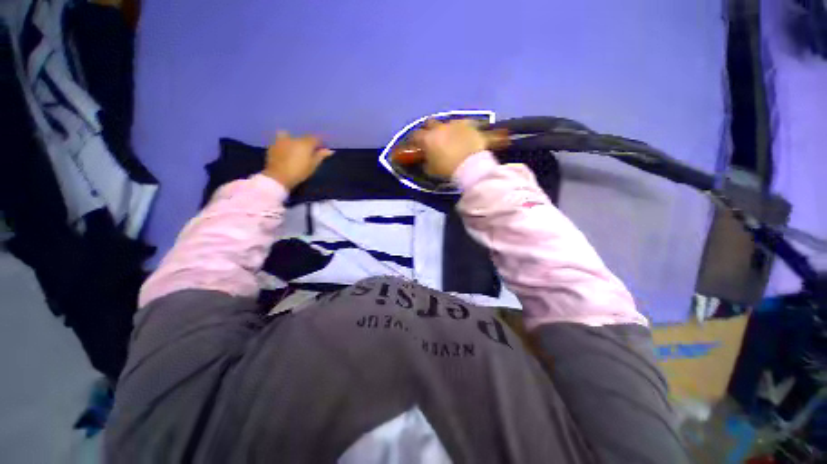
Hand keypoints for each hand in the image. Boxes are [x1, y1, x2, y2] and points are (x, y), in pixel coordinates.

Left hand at [262, 131, 332, 189]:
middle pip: (303, 138)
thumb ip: (320, 156)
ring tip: (295, 149)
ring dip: (293, 141)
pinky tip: (285, 152)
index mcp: (305, 143)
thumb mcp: (313, 165)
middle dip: (307, 143)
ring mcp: (281, 140)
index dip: (319, 143)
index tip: (322, 149)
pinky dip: (284, 144)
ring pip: (289, 135)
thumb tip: (330, 151)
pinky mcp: (272, 145)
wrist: (278, 177)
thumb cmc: (299, 172)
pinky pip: (280, 141)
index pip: (315, 138)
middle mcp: (293, 138)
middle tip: (309, 152)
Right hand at [412, 119, 487, 177]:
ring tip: (450, 139)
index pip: (414, 136)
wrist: (471, 167)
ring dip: (446, 130)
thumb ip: (426, 162)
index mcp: (427, 138)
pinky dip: (461, 130)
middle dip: (428, 130)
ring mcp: (455, 124)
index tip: (415, 147)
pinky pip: (463, 125)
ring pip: (447, 123)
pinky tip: (464, 137)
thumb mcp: (431, 171)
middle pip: (429, 123)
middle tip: (431, 140)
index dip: (414, 141)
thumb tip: (425, 159)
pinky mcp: (470, 124)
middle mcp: (439, 127)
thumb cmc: (448, 170)